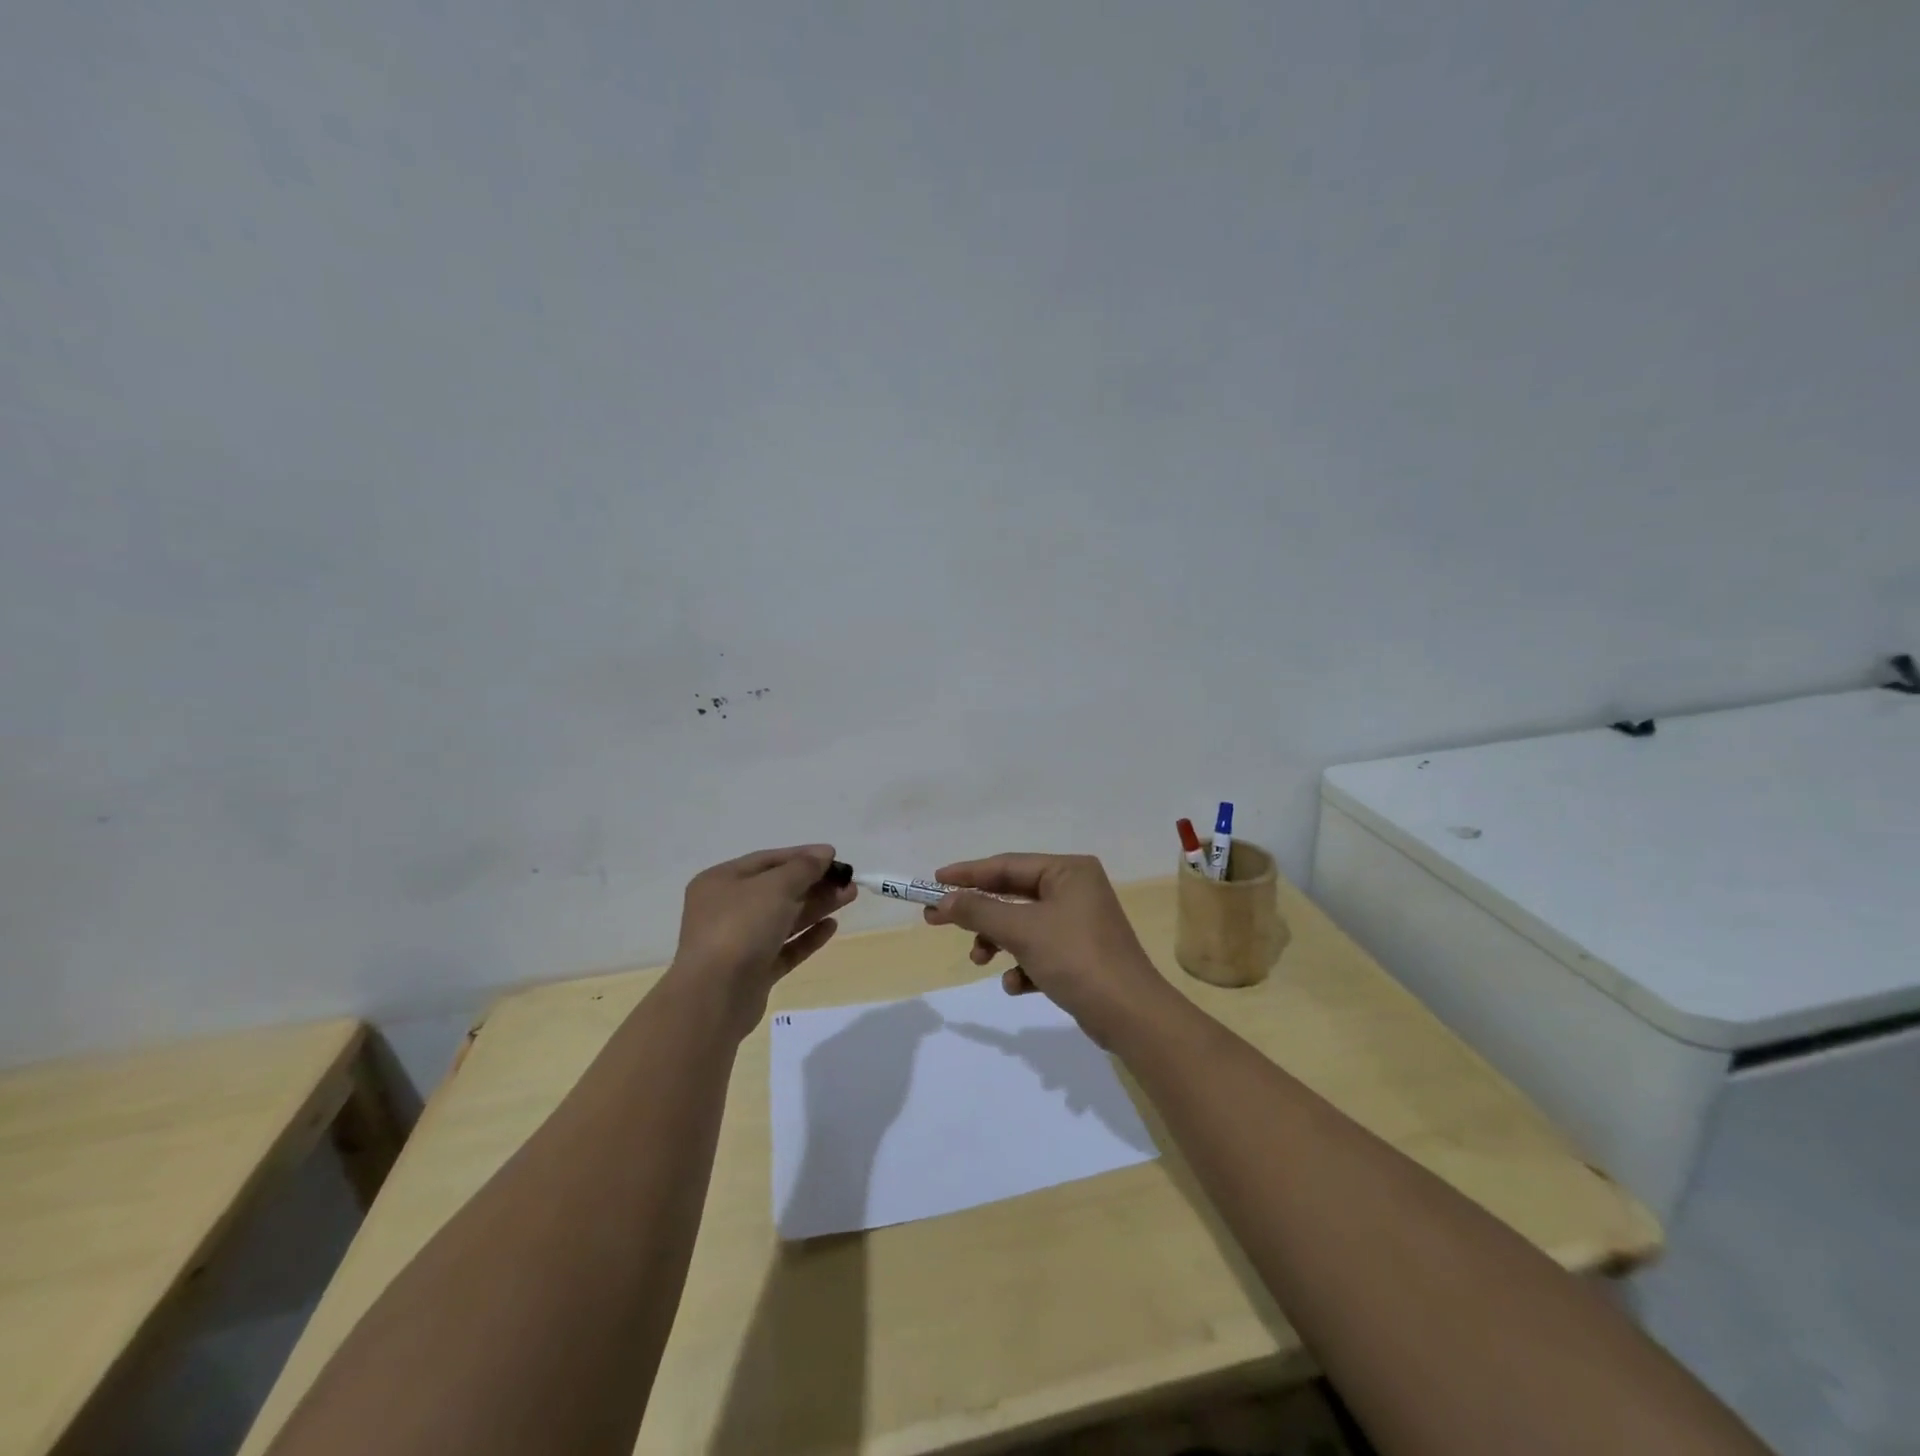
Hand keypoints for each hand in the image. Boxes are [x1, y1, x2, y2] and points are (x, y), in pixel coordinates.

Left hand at [665, 844, 854, 1037]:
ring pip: (784, 918)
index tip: (834, 855)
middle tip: (848, 880)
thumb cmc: (740, 927)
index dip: (802, 856)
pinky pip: (784, 948)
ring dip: (816, 906)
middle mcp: (727, 909)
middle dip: (814, 883)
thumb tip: (824, 853)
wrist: (715, 996)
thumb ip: (803, 868)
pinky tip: (832, 926)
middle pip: (778, 890)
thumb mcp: (775, 887)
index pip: (767, 861)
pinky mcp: (753, 971)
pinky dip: (807, 936)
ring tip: (849, 896)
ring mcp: (740, 942)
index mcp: (721, 882)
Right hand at [922, 853, 1174, 1047]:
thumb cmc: (1075, 958)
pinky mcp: (1080, 954)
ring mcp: (1079, 923)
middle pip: (1013, 895)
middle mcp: (1076, 890)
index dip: (968, 873)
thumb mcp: (1022, 931)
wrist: (1130, 1015)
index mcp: (1068, 871)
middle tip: (937, 920)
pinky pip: (1039, 950)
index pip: (1008, 865)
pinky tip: (1017, 985)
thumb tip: (943, 900)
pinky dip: (1023, 965)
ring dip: (998, 941)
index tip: (934, 882)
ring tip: (980, 960)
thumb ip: (979, 911)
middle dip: (979, 912)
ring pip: (1023, 925)